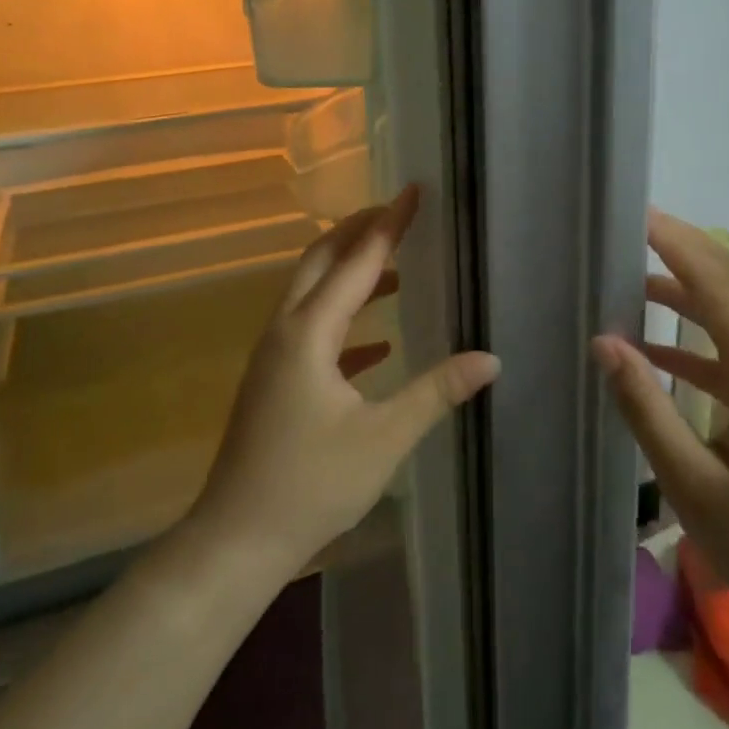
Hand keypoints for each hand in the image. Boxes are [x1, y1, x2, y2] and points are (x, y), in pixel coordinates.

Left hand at [191, 185, 499, 575]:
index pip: (356, 261)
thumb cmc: (311, 484)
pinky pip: (311, 331)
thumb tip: (490, 359)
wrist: (238, 537)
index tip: (412, 191)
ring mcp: (274, 356)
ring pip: (313, 294)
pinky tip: (377, 343)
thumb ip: (436, 392)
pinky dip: (344, 321)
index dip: (388, 225)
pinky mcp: (274, 381)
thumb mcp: (384, 438)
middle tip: (399, 214)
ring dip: (351, 274)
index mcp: (309, 333)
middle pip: (320, 261)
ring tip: (397, 269)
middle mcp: (286, 331)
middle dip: (359, 233)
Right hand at [591, 208, 728, 637]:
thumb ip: (646, 408)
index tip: (636, 217)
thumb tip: (605, 342)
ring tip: (638, 283)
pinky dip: (706, 336)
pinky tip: (663, 353)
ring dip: (694, 290)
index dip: (677, 244)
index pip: (717, 284)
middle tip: (633, 232)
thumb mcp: (693, 485)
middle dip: (686, 251)